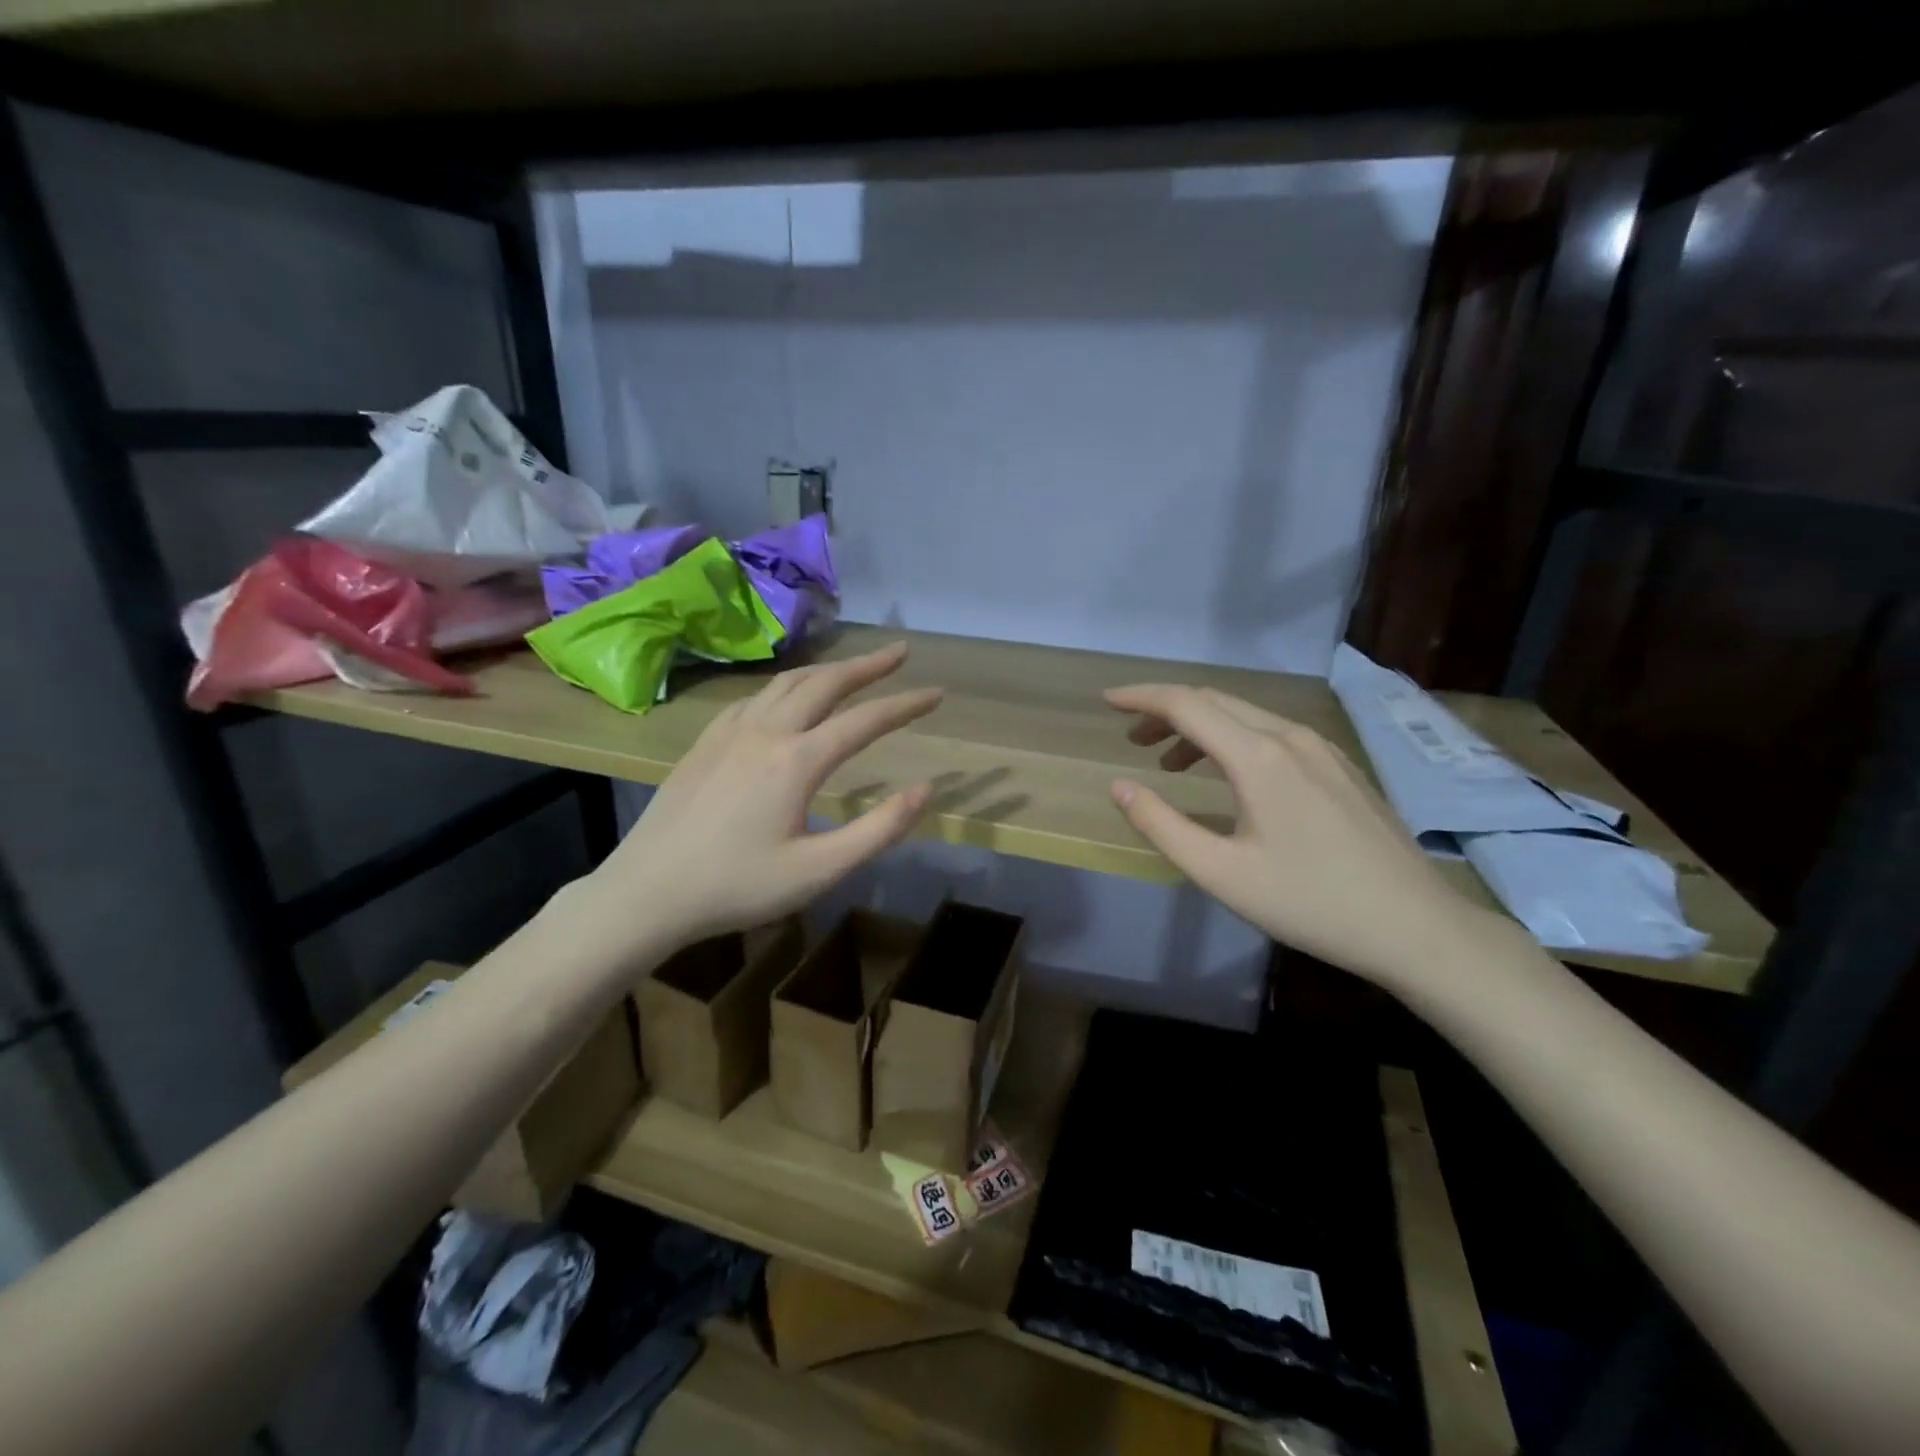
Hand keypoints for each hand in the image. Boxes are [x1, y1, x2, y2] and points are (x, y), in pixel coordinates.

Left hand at [582, 643, 940, 956]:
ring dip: (827, 669)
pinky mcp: (706, 741)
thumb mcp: (819, 870)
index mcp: (797, 760)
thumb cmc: (738, 886)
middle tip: (900, 652)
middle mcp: (766, 731)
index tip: (937, 693)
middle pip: (825, 683)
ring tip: (853, 667)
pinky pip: (754, 697)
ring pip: (787, 682)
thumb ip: (878, 829)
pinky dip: (786, 686)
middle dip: (868, 665)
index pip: (865, 720)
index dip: (905, 705)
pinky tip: (788, 698)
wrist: (648, 891)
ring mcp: (730, 731)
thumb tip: (925, 789)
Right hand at [1106, 684, 1498, 989]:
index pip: (1186, 705)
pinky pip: (1273, 733)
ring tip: (1169, 761)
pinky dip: (1233, 740)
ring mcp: (1321, 748)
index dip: (1142, 698)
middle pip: (1215, 702)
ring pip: (1246, 716)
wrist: (1415, 926)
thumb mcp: (1220, 873)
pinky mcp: (1339, 766)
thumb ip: (1162, 825)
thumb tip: (1120, 787)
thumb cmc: (1309, 902)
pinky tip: (1229, 775)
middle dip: (1166, 711)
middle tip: (1132, 739)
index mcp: (1258, 757)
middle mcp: (1290, 737)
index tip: (1108, 702)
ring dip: (1200, 727)